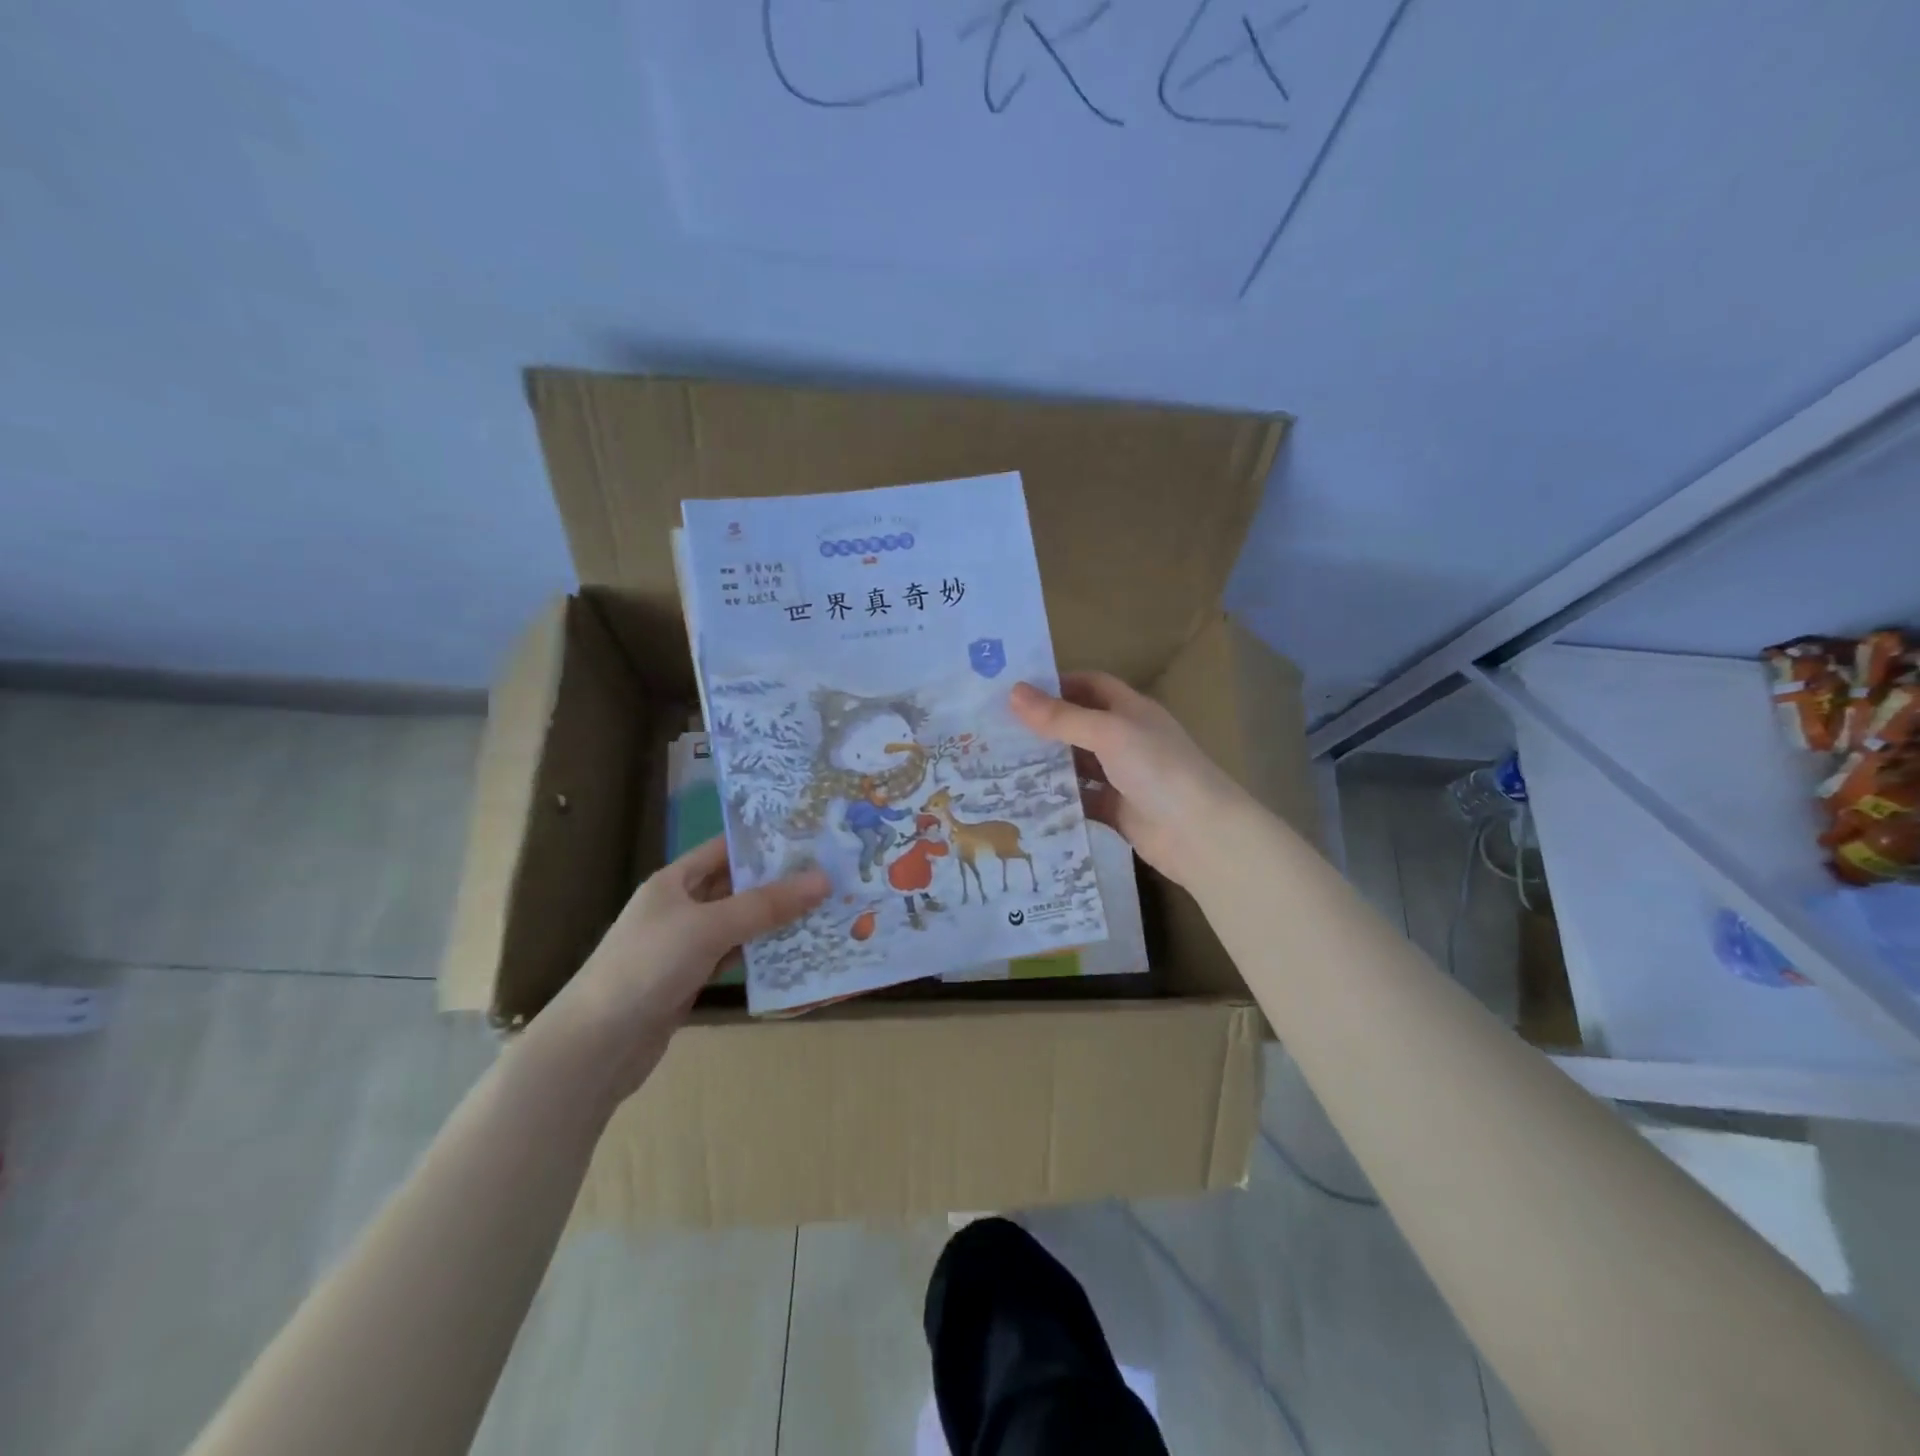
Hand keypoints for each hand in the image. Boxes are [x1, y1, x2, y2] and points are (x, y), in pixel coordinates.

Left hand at [542, 838, 828, 1100]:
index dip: (764, 842)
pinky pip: (734, 956)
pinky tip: (795, 952)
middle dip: (779, 882)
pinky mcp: (691, 979)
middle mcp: (680, 907)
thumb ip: (766, 905)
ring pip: (739, 924)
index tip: (812, 838)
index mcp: (675, 881)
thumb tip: (823, 879)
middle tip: (832, 875)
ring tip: (825, 909)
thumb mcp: (709, 927)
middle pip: (737, 886)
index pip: (725, 849)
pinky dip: (761, 954)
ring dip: (775, 920)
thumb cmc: (648, 966)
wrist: (596, 1045)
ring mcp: (685, 945)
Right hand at [1010, 673, 1249, 888]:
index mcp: (1131, 711)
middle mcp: (1127, 739)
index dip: (1058, 684)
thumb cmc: (1157, 769)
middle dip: (1044, 726)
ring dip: (1048, 764)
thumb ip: (1061, 717)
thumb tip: (1013, 692)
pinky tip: (1026, 801)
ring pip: (1078, 765)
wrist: (1200, 834)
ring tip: (1001, 765)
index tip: (1017, 691)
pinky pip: (1082, 800)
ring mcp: (1123, 777)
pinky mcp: (1118, 810)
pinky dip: (1059, 799)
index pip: (1091, 685)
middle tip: (996, 731)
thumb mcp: (1108, 734)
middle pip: (1080, 725)